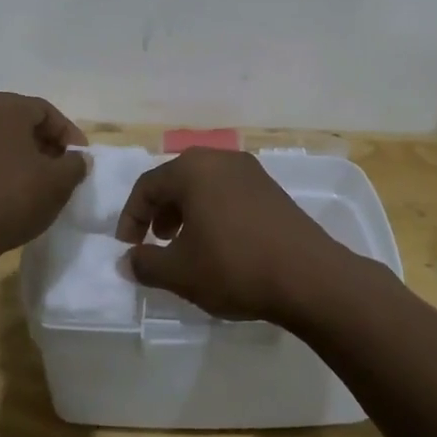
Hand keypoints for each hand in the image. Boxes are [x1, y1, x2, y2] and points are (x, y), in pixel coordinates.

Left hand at [0, 93, 87, 258]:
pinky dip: (0, 172)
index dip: (69, 135)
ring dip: (22, 159)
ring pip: (0, 143)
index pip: (46, 112)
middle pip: (21, 124)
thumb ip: (75, 165)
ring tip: (38, 186)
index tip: (81, 159)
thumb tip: (77, 160)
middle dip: (45, 145)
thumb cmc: (11, 196)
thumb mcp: (58, 182)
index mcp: (3, 108)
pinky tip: (10, 197)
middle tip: (62, 170)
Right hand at [117, 149, 354, 322]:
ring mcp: (251, 172)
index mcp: (193, 169)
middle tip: (156, 243)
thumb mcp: (180, 272)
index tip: (128, 249)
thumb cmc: (234, 266)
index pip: (147, 186)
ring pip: (204, 186)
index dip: (131, 218)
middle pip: (177, 180)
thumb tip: (127, 261)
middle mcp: (221, 159)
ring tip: (186, 247)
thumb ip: (145, 264)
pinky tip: (219, 246)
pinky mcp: (272, 189)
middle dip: (159, 212)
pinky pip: (229, 194)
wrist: (309, 277)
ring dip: (186, 213)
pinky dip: (213, 213)